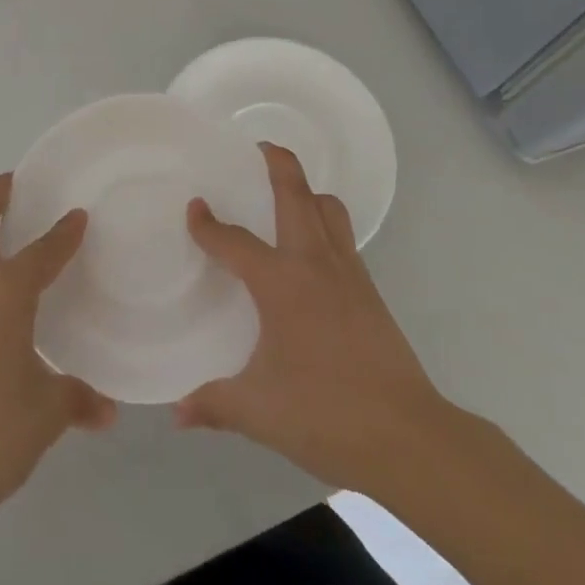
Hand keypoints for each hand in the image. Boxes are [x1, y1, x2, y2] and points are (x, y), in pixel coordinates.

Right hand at [175, 145, 452, 495]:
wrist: (407, 436)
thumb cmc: (325, 414)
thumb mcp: (258, 411)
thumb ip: (213, 404)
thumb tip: (177, 413)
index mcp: (281, 283)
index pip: (235, 242)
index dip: (209, 224)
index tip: (194, 208)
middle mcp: (315, 264)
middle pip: (297, 195)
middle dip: (278, 163)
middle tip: (259, 148)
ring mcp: (349, 274)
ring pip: (329, 210)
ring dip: (307, 191)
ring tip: (286, 194)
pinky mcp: (370, 291)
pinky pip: (343, 238)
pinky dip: (324, 225)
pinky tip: (310, 252)